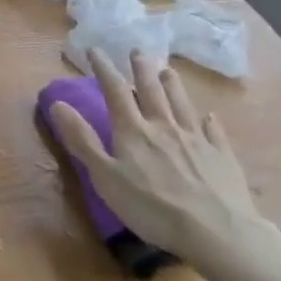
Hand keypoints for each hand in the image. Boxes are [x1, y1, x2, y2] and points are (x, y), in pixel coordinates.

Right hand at [49, 49, 280, 270]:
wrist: (216, 231)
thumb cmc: (151, 207)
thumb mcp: (105, 176)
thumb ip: (83, 140)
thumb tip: (58, 103)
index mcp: (133, 132)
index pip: (115, 92)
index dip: (104, 69)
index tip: (95, 50)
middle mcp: (164, 127)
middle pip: (152, 92)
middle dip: (142, 70)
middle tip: (138, 51)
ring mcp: (196, 140)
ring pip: (182, 105)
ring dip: (173, 86)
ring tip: (168, 70)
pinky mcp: (221, 157)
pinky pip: (213, 132)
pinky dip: (209, 121)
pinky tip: (209, 116)